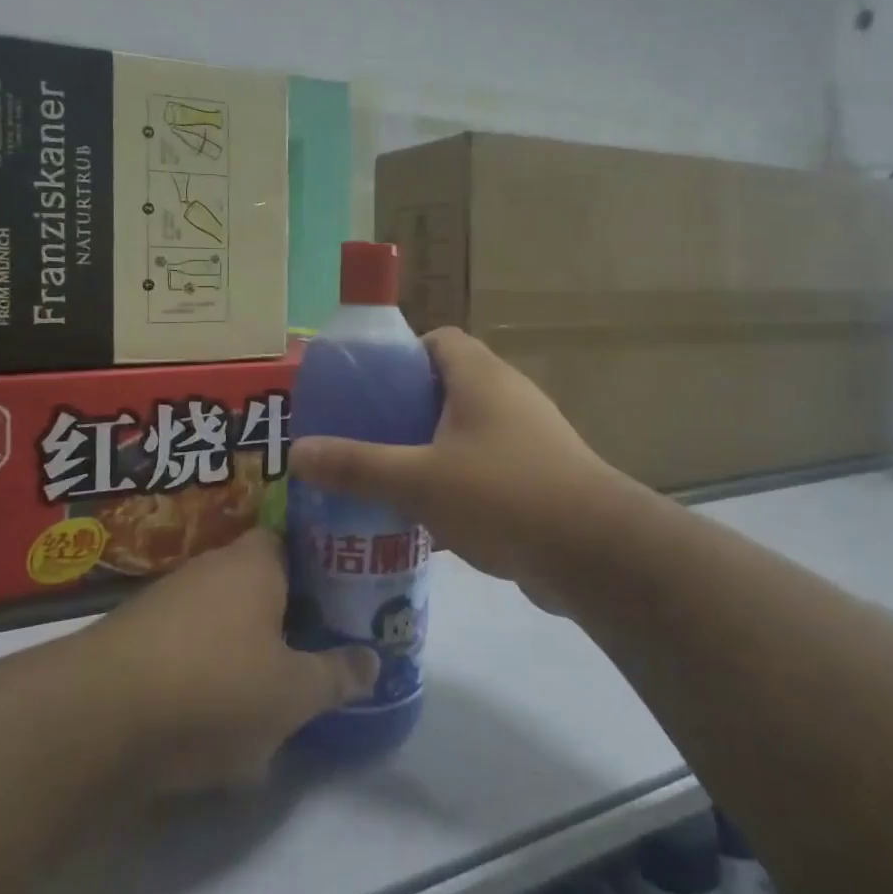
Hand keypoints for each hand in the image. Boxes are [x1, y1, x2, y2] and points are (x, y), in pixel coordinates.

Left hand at [98, 528, 377, 792]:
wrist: (93, 721)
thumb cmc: (214, 687)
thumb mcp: (293, 693)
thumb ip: (337, 675)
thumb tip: (374, 661)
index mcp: (256, 561)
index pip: (297, 542)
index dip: (323, 568)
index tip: (343, 601)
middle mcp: (211, 568)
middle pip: (262, 584)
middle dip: (288, 620)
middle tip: (315, 656)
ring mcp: (166, 602)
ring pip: (224, 622)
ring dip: (246, 656)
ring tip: (270, 704)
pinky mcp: (132, 641)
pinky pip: (187, 652)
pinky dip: (205, 679)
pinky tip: (212, 727)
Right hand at [288, 328, 618, 609]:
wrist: (594, 552)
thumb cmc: (502, 495)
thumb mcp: (419, 480)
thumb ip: (357, 467)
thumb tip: (298, 454)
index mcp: (480, 377)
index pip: (437, 340)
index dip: (399, 355)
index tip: (366, 389)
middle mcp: (507, 396)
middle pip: (447, 387)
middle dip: (405, 410)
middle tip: (364, 438)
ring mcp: (529, 438)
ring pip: (465, 432)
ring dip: (429, 451)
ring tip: (387, 479)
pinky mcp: (539, 477)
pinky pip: (485, 468)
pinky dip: (456, 484)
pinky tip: (427, 518)